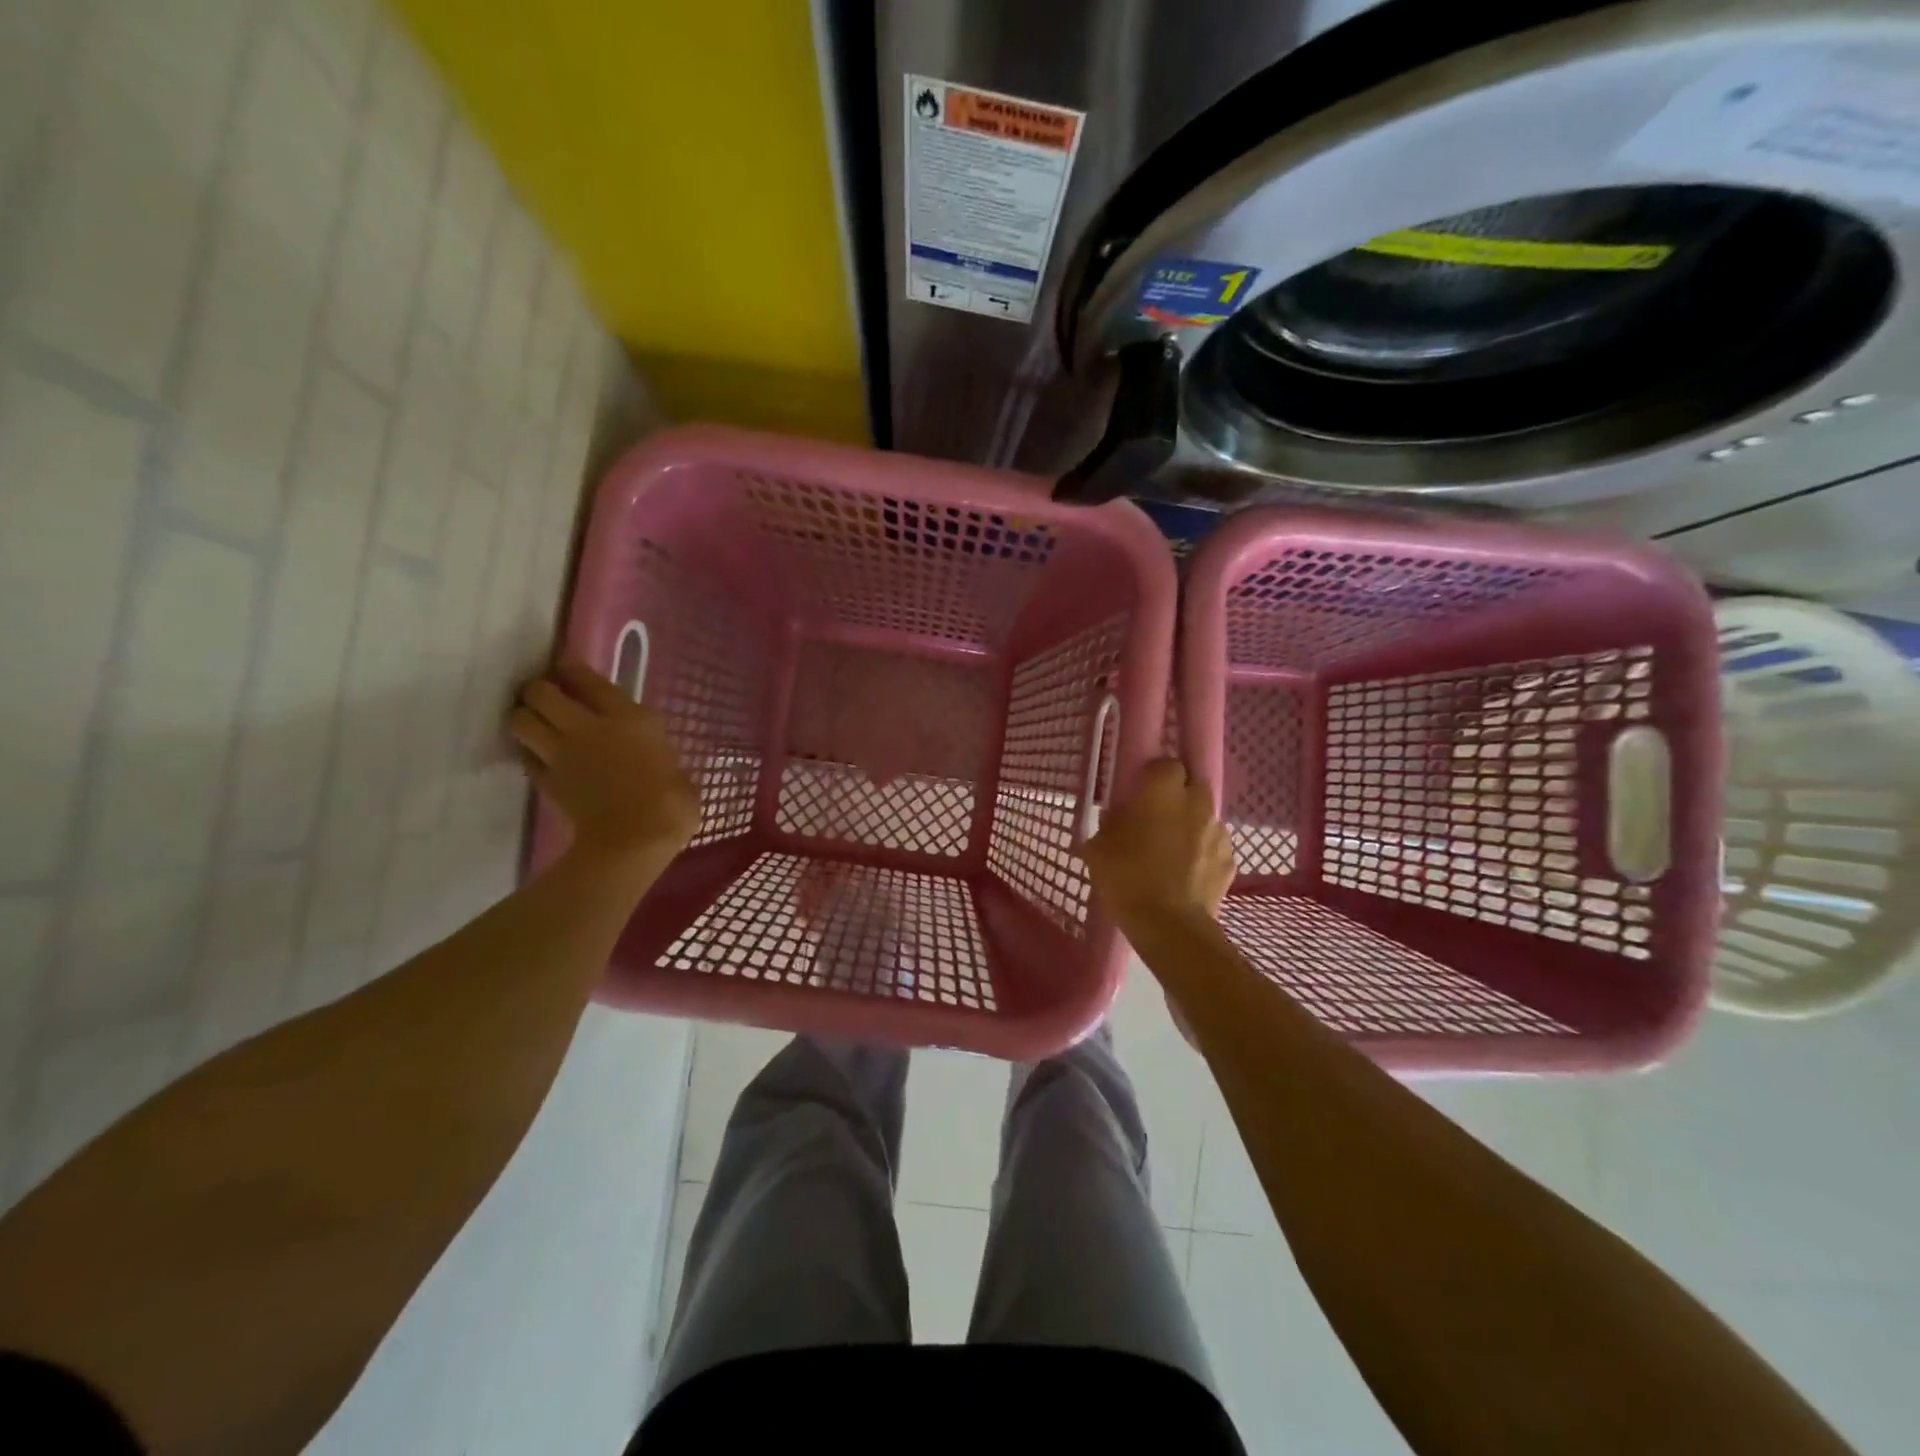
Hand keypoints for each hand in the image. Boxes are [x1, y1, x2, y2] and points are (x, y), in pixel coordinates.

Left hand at [510, 659, 700, 872]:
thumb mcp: (679, 769)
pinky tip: (538, 758)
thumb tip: (656, 758)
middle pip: (542, 693)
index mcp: (630, 718)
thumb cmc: (671, 804)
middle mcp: (590, 727)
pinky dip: (529, 754)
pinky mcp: (546, 781)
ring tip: (535, 722)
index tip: (565, 666)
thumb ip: (660, 755)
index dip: (572, 668)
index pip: (588, 679)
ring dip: (524, 717)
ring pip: (522, 721)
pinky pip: (526, 758)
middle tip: (545, 696)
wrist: (633, 841)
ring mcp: (562, 754)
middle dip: (538, 690)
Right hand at [1083, 758, 1233, 931]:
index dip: (1152, 778)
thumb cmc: (1127, 876)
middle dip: (1177, 798)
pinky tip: (1185, 875)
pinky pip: (1213, 848)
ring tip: (1171, 852)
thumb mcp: (1098, 847)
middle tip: (1155, 820)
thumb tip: (1117, 818)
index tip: (1138, 796)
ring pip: (1204, 817)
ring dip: (1191, 826)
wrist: (1169, 925)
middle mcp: (1197, 801)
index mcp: (1163, 789)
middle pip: (1191, 786)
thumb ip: (1110, 823)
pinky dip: (1202, 855)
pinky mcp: (1231, 861)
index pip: (1165, 764)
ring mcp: (1219, 831)